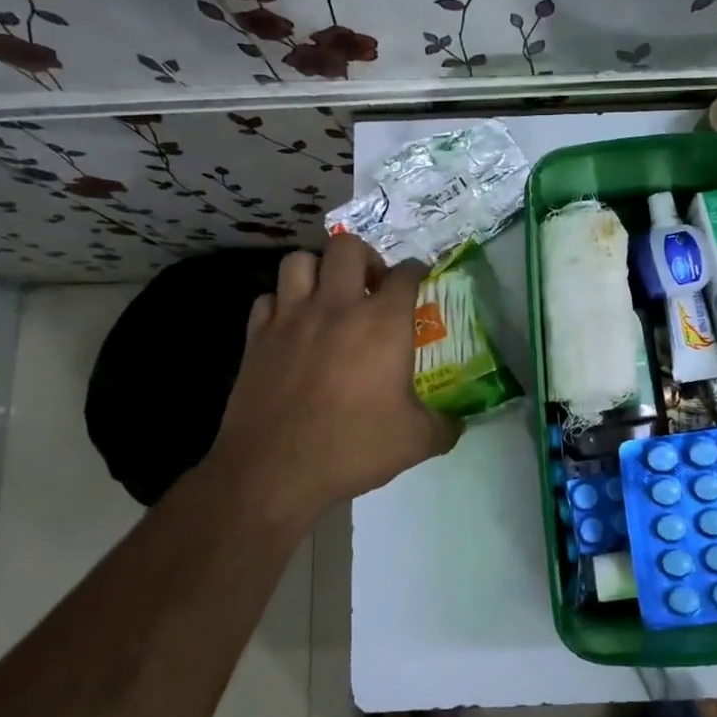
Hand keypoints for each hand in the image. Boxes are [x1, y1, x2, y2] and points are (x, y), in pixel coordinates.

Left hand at [205, 235, 460, 526]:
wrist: (274, 470)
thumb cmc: (353, 447)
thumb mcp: (416, 441)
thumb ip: (445, 426)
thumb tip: (459, 424)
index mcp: (382, 323)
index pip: (404, 275)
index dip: (416, 270)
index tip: (419, 277)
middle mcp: (336, 307)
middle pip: (347, 247)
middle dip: (365, 257)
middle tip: (372, 285)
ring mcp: (291, 318)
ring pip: (300, 261)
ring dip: (318, 270)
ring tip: (329, 295)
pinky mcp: (257, 337)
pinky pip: (268, 297)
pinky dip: (283, 302)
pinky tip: (293, 325)